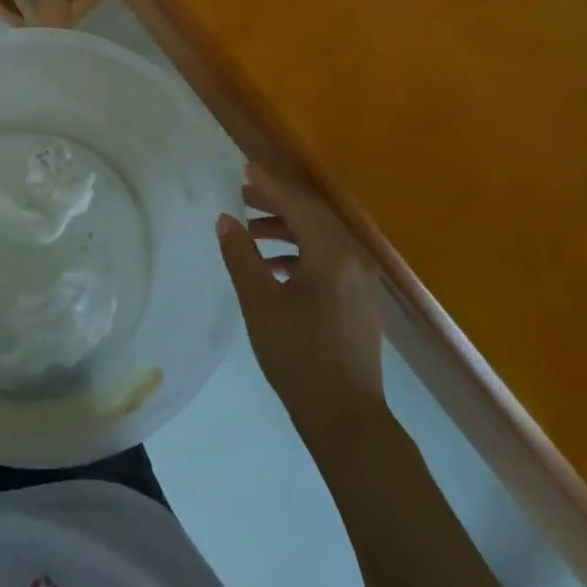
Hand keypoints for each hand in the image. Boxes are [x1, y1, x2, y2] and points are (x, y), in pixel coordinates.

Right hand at [217, 164, 384, 442]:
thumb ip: (242, 256)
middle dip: (278, 203)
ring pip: (321, 239)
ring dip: (287, 228)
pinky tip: (275, 266)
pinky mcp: (359, 300)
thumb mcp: (260, 303)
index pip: (298, 205)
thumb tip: (225, 220)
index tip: (245, 168)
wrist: (347, 419)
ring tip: (251, 231)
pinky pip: (329, 259)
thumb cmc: (299, 356)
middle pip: (313, 217)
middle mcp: (353, 259)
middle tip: (243, 194)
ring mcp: (360, 281)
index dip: (269, 185)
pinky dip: (300, 252)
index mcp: (332, 254)